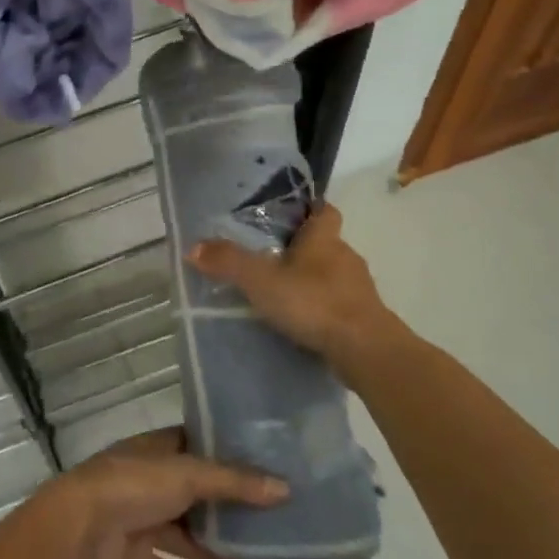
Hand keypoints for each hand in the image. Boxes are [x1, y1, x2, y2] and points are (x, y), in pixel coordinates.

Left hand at [44, 428, 286, 558]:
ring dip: (210, 548)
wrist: (77, 527)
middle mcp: (149, 481)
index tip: (262, 465)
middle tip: (265, 522)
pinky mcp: (130, 554)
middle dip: (224, 509)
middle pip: (193, 493)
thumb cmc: (133, 485)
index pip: (195, 446)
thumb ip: (234, 483)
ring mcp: (138, 517)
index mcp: (157, 451)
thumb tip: (284, 488)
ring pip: (182, 534)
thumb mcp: (187, 475)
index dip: (226, 454)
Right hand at [188, 203, 404, 379]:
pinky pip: (338, 303)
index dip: (310, 208)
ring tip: (281, 293)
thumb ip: (228, 262)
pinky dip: (321, 307)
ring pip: (332, 274)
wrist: (365, 350)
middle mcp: (345, 256)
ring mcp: (358, 288)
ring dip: (312, 280)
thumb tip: (192, 247)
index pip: (324, 210)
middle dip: (302, 248)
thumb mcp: (261, 280)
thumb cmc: (314, 302)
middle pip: (325, 243)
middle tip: (271, 257)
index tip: (291, 214)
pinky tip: (301, 321)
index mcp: (324, 238)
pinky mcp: (364, 317)